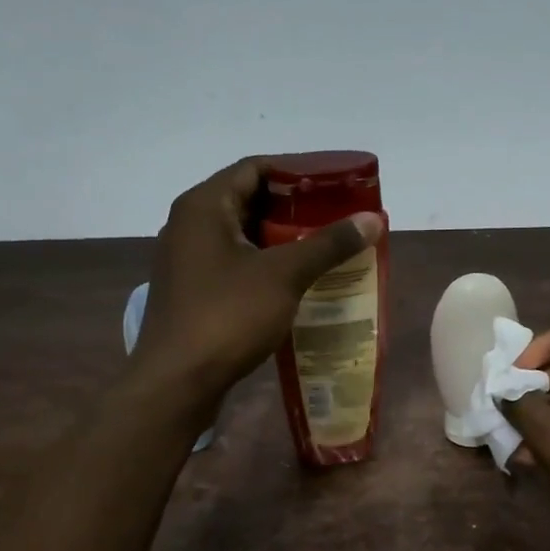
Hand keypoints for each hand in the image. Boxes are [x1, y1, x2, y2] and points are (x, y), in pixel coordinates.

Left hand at [131, 157, 382, 409]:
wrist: (176, 383)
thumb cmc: (227, 317)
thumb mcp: (284, 276)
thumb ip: (328, 244)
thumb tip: (373, 218)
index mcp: (204, 206)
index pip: (254, 168)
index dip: (297, 172)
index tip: (336, 185)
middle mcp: (190, 225)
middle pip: (249, 201)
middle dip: (295, 210)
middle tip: (338, 219)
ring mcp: (187, 261)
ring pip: (243, 237)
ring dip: (282, 241)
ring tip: (326, 249)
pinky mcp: (192, 292)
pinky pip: (234, 265)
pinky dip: (265, 267)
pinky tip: (297, 283)